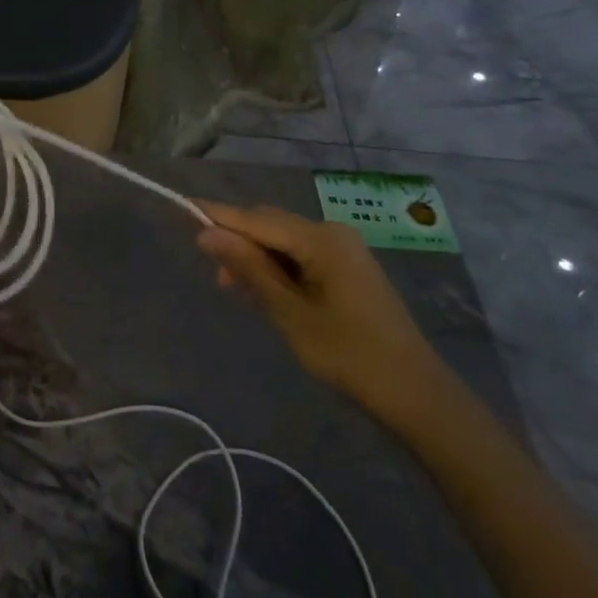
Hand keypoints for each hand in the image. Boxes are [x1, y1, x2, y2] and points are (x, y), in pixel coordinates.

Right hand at [196, 201, 448, 428]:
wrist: (415, 392)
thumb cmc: (348, 353)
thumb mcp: (289, 312)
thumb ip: (249, 268)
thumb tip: (207, 234)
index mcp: (320, 238)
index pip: (256, 219)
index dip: (219, 214)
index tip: (183, 205)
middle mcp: (331, 232)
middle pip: (270, 225)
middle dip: (238, 241)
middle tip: (213, 271)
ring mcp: (343, 249)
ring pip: (284, 242)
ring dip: (257, 258)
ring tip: (234, 288)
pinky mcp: (348, 268)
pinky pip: (301, 256)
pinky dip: (278, 269)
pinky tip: (263, 291)